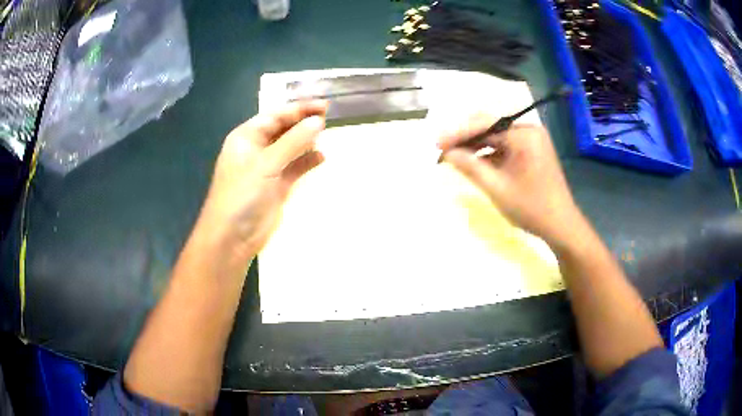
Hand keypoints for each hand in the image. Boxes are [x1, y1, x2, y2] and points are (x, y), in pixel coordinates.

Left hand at [197, 101, 327, 262]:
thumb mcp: (266, 163)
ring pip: (290, 147)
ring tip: (327, 133)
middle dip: (303, 122)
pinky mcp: (276, 186)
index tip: (324, 104)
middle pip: (283, 129)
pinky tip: (321, 157)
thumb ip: (293, 141)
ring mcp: (266, 168)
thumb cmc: (243, 194)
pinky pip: (294, 167)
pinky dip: (307, 162)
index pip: (275, 115)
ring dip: (306, 140)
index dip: (299, 108)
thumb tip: (318, 121)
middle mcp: (256, 148)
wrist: (232, 237)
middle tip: (329, 116)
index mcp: (246, 137)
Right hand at [439, 117, 584, 249]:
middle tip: (442, 149)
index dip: (458, 133)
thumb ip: (470, 166)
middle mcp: (528, 130)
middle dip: (465, 137)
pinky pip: (505, 145)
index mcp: (524, 134)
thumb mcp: (496, 187)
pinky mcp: (532, 150)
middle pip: (490, 125)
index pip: (485, 124)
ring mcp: (532, 139)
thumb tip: (446, 153)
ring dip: (475, 144)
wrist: (561, 225)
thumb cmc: (531, 208)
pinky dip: (489, 152)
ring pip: (496, 135)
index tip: (436, 144)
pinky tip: (474, 161)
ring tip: (453, 155)